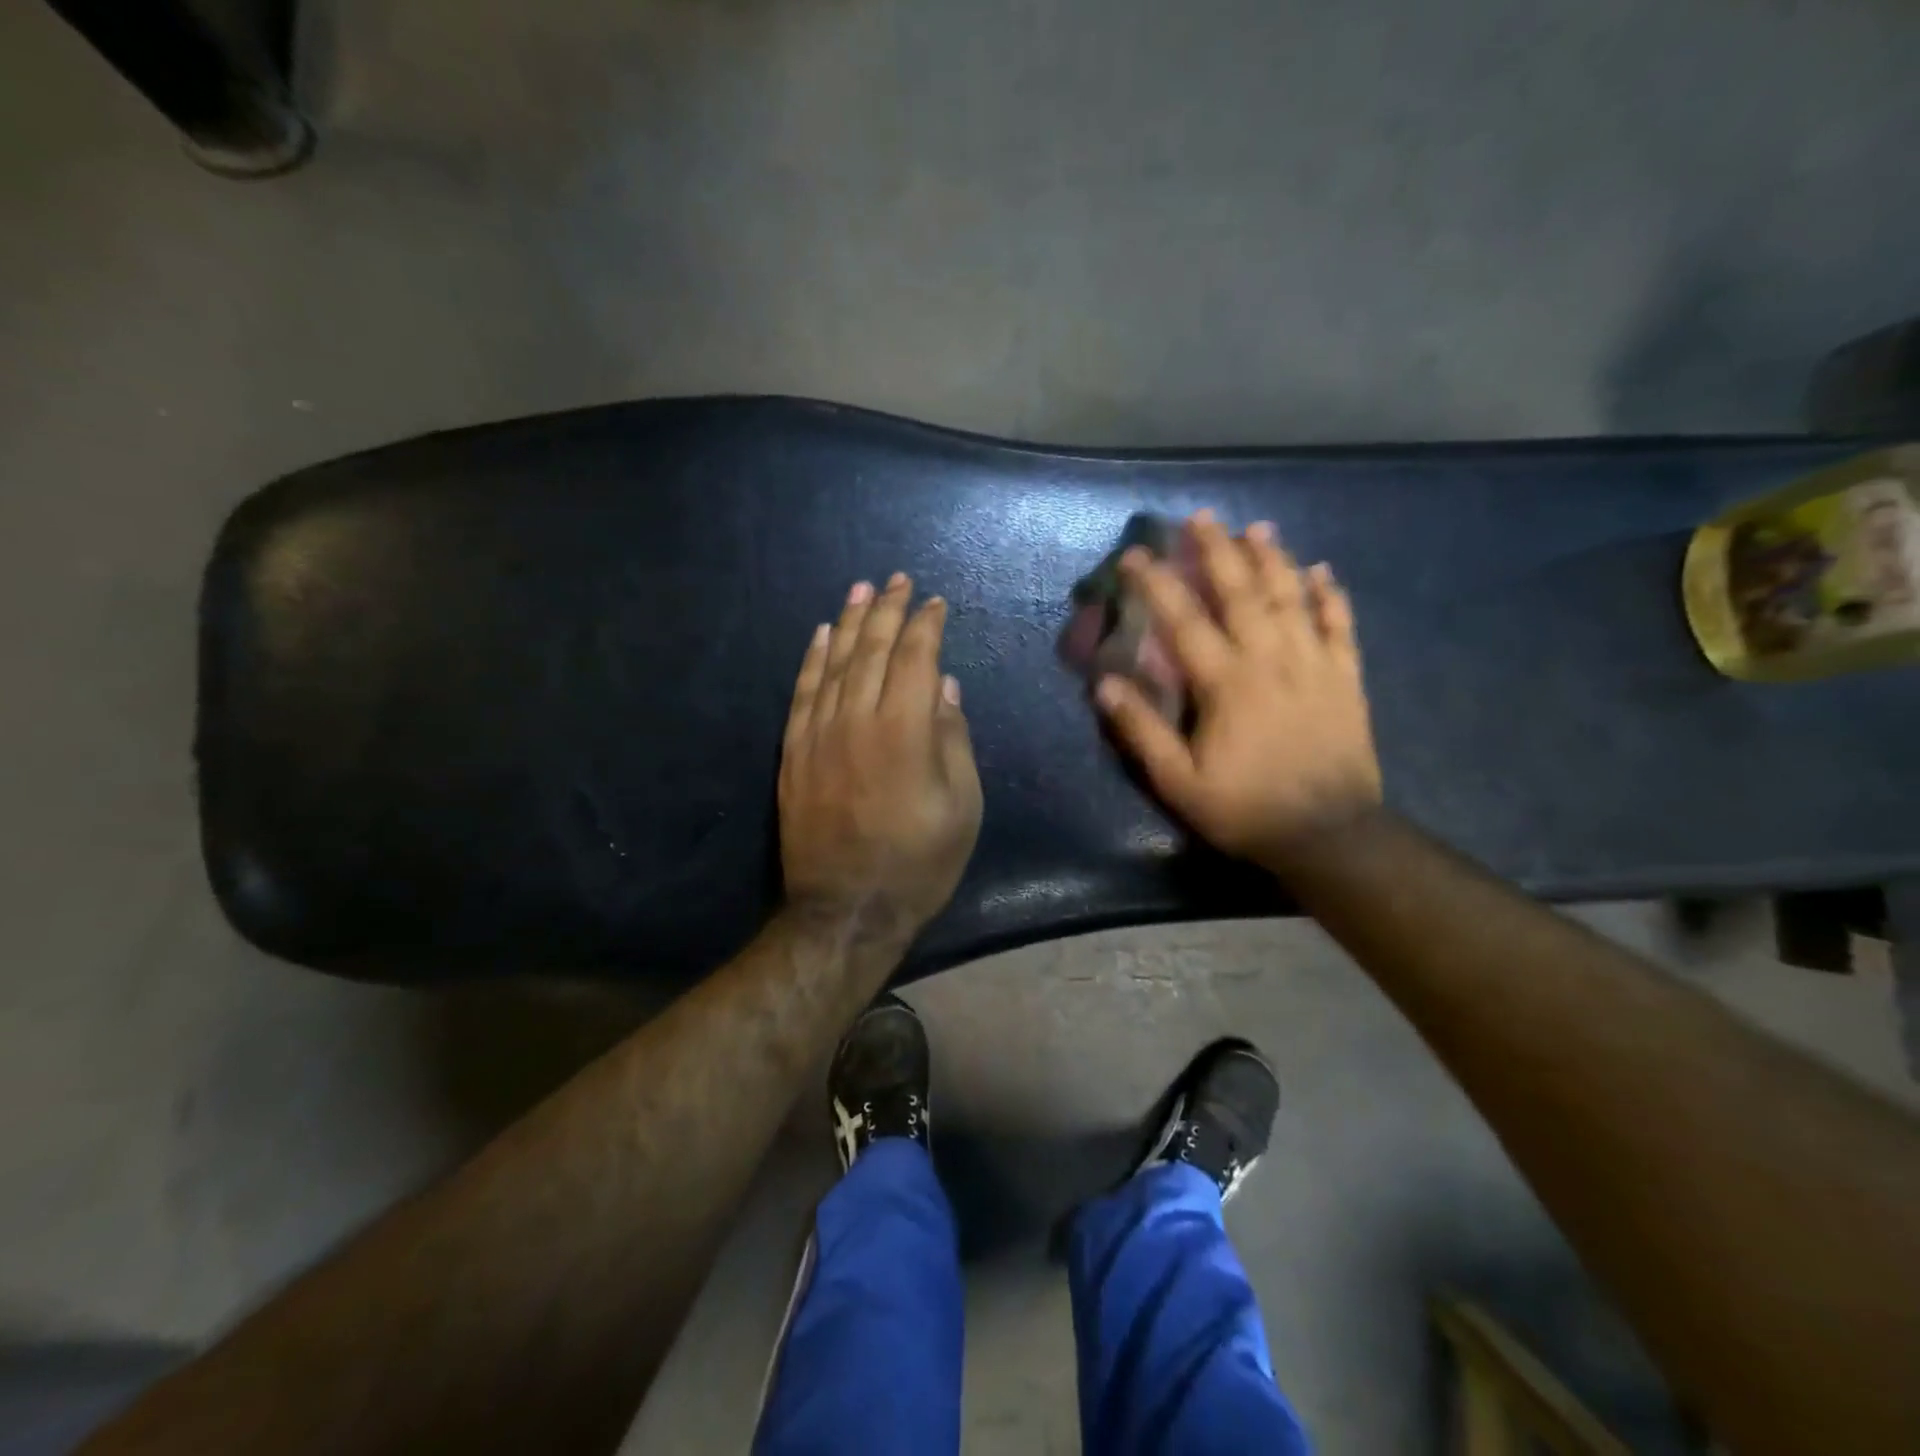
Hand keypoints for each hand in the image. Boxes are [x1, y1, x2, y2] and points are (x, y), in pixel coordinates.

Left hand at [779, 573, 982, 939]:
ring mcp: (818, 734)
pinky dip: (812, 659)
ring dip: (850, 622)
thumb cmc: (919, 862)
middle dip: (888, 610)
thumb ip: (953, 739)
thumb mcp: (962, 806)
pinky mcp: (794, 753)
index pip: (915, 658)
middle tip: (897, 580)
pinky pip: (802, 693)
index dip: (926, 626)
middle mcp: (857, 720)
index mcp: (906, 731)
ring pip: (834, 663)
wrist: (848, 909)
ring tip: (860, 589)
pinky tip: (821, 634)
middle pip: (872, 650)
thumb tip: (945, 686)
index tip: (935, 603)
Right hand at [1094, 511, 1381, 863]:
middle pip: (1242, 593)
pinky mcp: (1346, 680)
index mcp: (1227, 684)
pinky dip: (1332, 596)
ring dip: (1273, 559)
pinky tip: (1323, 571)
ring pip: (1293, 599)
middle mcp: (1271, 661)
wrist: (1330, 836)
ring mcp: (1315, 666)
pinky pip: (1340, 627)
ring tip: (1257, 527)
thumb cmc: (1246, 809)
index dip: (1158, 584)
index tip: (1136, 555)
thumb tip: (1106, 685)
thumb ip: (1143, 731)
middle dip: (1219, 551)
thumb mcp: (1180, 783)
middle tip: (1202, 517)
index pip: (1184, 621)